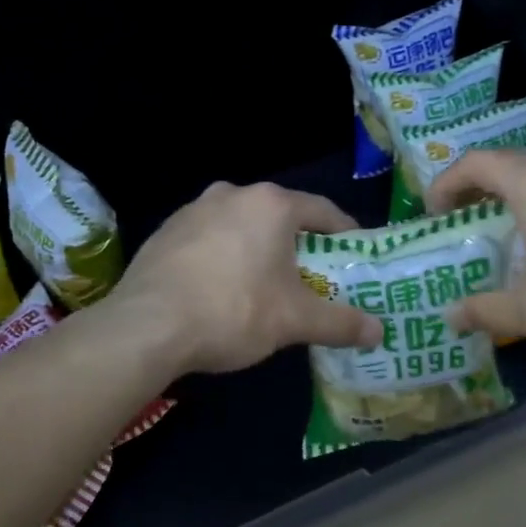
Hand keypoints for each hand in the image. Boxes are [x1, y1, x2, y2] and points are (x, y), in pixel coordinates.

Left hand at [112, 181, 381, 373]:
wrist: (146, 327)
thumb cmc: (233, 311)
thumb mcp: (295, 320)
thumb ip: (341, 322)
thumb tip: (379, 332)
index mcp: (271, 204)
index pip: (323, 211)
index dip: (345, 234)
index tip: (356, 255)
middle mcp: (232, 194)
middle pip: (281, 217)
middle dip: (299, 246)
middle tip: (313, 278)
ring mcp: (193, 209)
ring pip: (242, 227)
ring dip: (259, 250)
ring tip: (266, 286)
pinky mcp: (165, 232)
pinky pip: (209, 240)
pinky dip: (224, 257)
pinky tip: (221, 290)